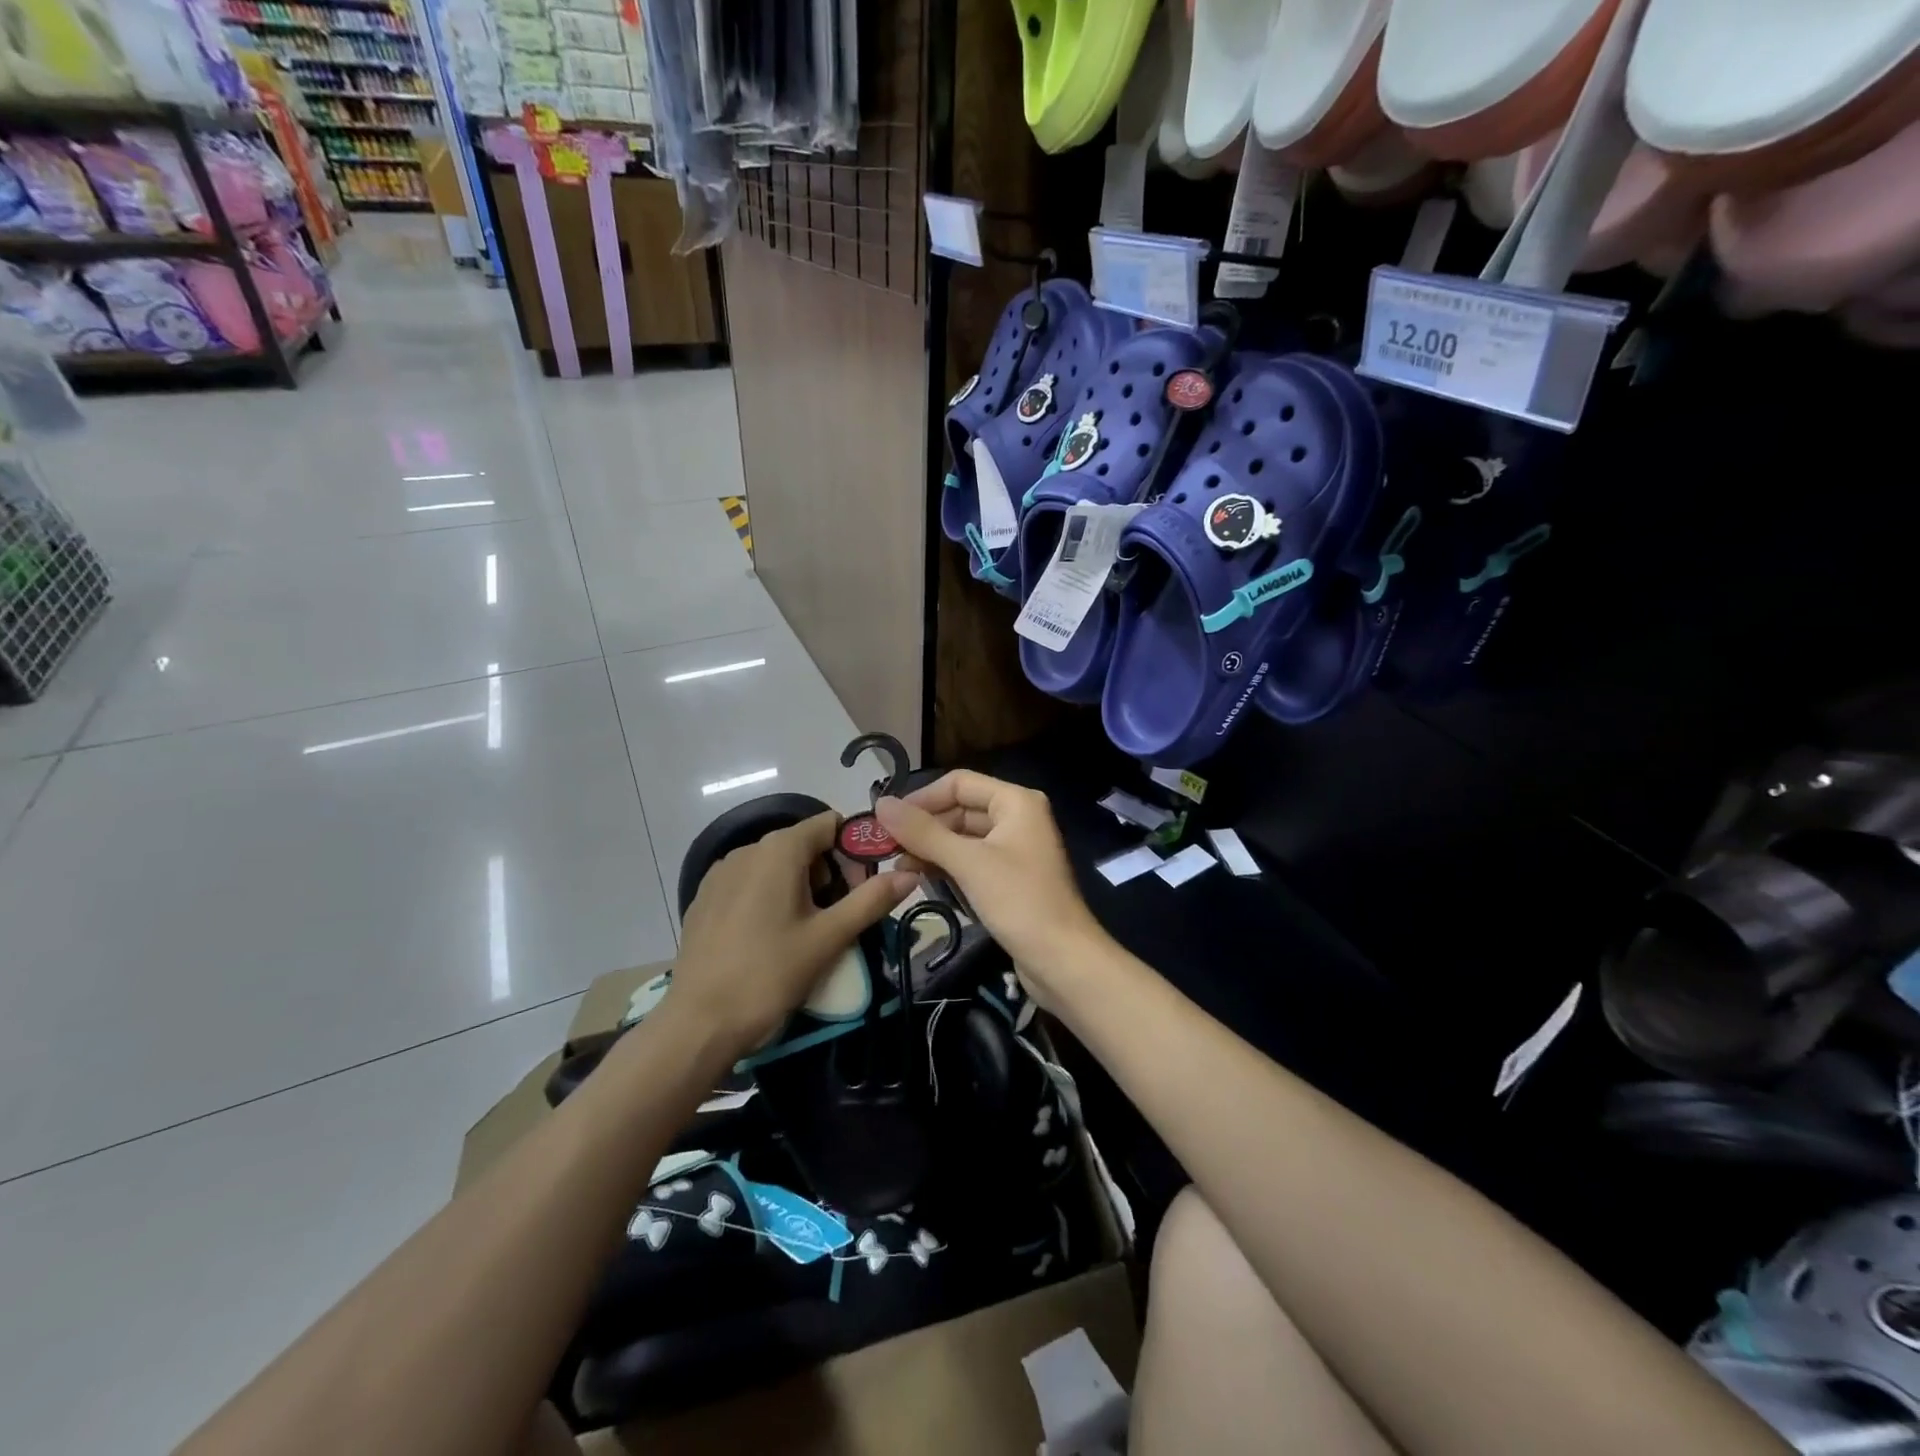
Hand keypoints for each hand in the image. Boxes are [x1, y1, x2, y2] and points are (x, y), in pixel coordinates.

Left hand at [667, 812, 914, 1059]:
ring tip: (806, 933)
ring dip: (801, 888)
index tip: (863, 889)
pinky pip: (750, 883)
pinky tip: (770, 938)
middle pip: (804, 845)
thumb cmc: (769, 974)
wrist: (698, 1024)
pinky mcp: (705, 898)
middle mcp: (747, 849)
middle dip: (830, 874)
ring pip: (776, 865)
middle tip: (839, 918)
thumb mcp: (829, 938)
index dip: (855, 851)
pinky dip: (770, 898)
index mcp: (779, 849)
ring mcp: (720, 873)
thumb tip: (911, 874)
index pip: (830, 824)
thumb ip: (871, 900)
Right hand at [876, 771, 1105, 1004]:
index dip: (922, 798)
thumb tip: (881, 804)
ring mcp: (1015, 849)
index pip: (959, 783)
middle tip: (886, 848)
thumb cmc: (1019, 901)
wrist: (1063, 960)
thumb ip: (923, 832)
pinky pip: (972, 860)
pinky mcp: (1010, 878)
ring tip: (899, 866)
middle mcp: (1018, 818)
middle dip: (925, 826)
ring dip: (932, 848)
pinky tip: (922, 878)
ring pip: (964, 837)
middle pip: (961, 809)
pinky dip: (948, 866)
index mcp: (1016, 802)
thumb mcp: (968, 863)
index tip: (886, 821)